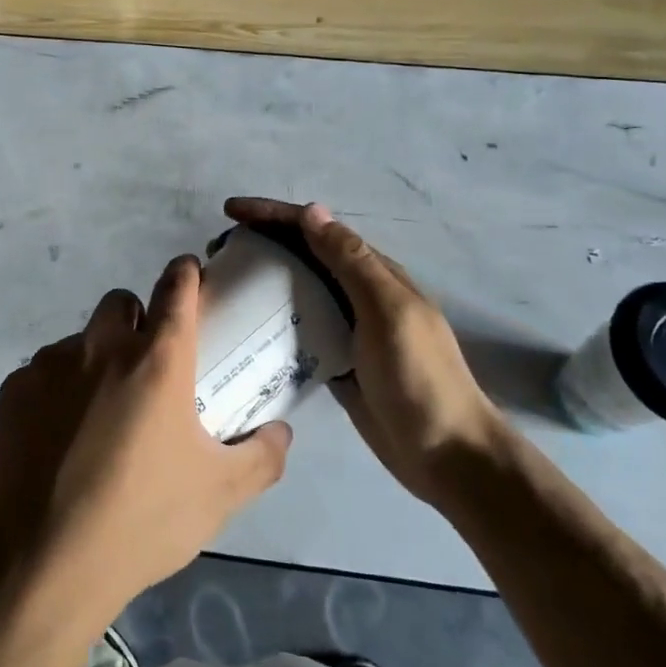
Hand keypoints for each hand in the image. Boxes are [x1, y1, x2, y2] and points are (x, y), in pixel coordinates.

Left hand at [0, 257, 292, 628]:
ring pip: (81, 340)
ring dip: (95, 360)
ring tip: (98, 416)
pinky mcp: (15, 388)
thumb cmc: (142, 520)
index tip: (190, 277)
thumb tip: (280, 432)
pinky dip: (57, 391)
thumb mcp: (219, 495)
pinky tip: (59, 440)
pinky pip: (44, 372)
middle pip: (122, 304)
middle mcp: (103, 346)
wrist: (43, 561)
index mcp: (157, 359)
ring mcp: (52, 363)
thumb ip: (261, 456)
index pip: (176, 287)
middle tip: (146, 368)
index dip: (186, 274)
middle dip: (136, 320)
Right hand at [225, 198, 501, 501]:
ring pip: (297, 290)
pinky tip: (245, 326)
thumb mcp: (388, 311)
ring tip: (223, 283)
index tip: (230, 213)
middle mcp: (357, 293)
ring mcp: (347, 328)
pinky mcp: (336, 361)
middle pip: (303, 255)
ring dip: (262, 279)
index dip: (272, 215)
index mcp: (373, 273)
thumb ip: (351, 262)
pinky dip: (272, 320)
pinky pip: (298, 330)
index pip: (315, 229)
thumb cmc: (420, 377)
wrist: (448, 455)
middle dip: (261, 242)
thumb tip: (311, 211)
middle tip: (217, 251)